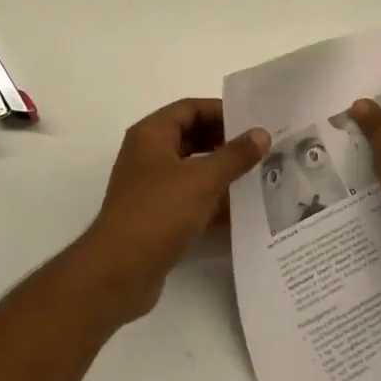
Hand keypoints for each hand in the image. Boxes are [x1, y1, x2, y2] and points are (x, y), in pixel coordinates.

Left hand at [72, 98, 269, 323]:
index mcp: (151, 134)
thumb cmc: (158, 212)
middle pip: (192, 137)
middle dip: (225, 142)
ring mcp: (151, 187)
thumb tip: (262, 133)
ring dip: (222, 172)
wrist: (119, 272)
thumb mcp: (202, 179)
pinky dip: (213, 201)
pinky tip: (243, 210)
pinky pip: (190, 199)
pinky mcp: (157, 217)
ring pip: (193, 170)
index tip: (253, 121)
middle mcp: (148, 155)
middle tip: (261, 148)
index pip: (190, 109)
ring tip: (259, 175)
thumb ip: (234, 155)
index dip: (221, 111)